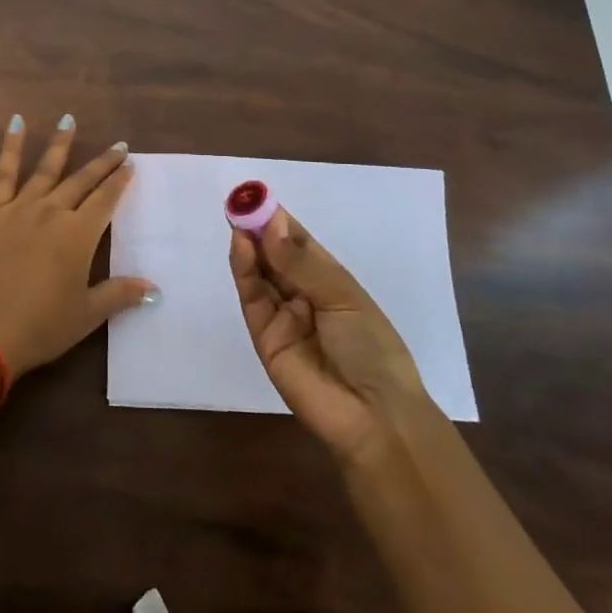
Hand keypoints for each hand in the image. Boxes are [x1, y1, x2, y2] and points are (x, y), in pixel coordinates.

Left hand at [0, 114, 154, 377]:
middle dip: (102, 162)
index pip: (106, 199)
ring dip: (60, 143)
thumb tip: (154, 289)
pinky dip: (12, 147)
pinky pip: (4, 173)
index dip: (119, 180)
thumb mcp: (87, 314)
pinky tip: (17, 123)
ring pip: (46, 168)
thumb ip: (120, 294)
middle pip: (82, 180)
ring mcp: (20, 208)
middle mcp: (53, 211)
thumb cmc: (42, 326)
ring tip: (69, 120)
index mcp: (79, 234)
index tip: (130, 164)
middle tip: (118, 145)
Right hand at [230, 207, 434, 464]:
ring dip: (249, 246)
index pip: (299, 244)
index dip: (279, 221)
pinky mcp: (264, 337)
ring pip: (260, 274)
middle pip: (275, 257)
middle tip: (241, 202)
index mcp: (330, 283)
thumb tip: (269, 225)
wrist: (373, 415)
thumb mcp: (342, 297)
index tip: (258, 197)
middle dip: (259, 229)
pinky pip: (252, 299)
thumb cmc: (372, 348)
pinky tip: (241, 247)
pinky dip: (244, 272)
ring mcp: (282, 317)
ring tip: (238, 218)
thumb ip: (301, 263)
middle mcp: (304, 296)